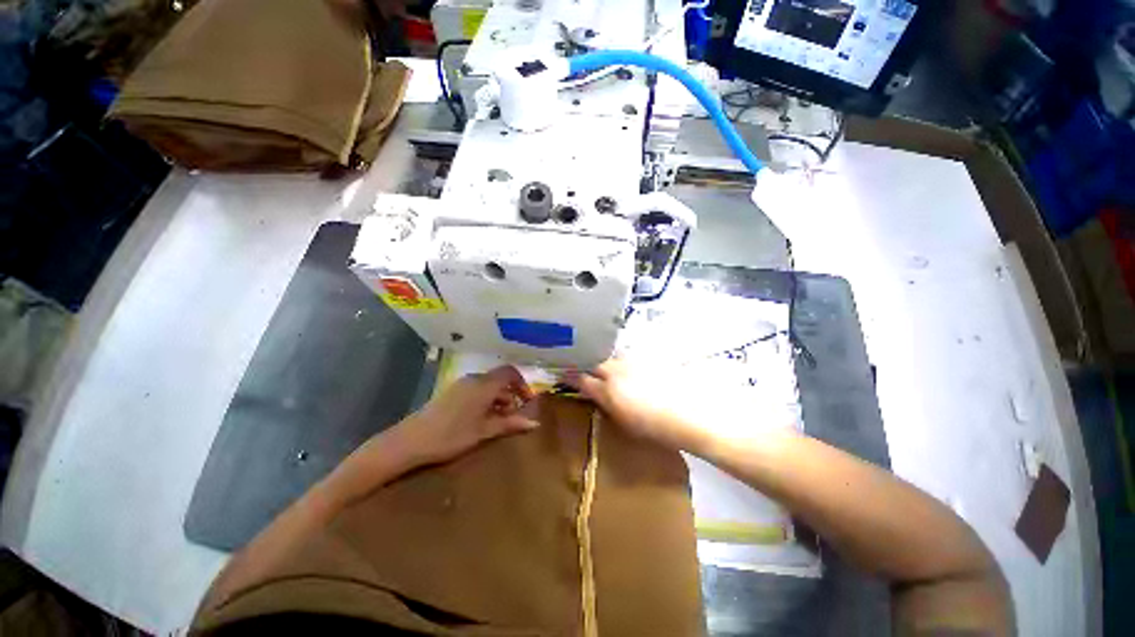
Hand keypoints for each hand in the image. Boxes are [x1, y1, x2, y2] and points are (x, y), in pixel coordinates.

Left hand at [390, 366, 539, 465]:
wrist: (410, 441)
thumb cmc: (451, 435)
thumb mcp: (484, 431)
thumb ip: (510, 424)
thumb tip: (535, 423)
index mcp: (484, 385)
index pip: (510, 373)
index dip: (522, 384)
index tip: (527, 401)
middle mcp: (474, 379)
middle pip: (499, 379)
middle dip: (511, 394)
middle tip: (514, 415)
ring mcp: (461, 384)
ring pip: (488, 385)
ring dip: (498, 398)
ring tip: (500, 420)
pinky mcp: (452, 392)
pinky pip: (477, 389)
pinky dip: (486, 400)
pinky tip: (482, 418)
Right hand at [561, 359, 709, 452]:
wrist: (689, 414)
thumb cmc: (653, 427)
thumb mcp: (622, 421)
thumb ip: (603, 402)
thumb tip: (590, 391)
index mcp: (608, 390)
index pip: (581, 378)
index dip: (569, 375)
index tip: (561, 373)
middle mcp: (616, 370)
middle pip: (593, 361)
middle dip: (584, 362)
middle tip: (578, 365)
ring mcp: (631, 361)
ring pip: (609, 356)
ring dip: (602, 360)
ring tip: (600, 365)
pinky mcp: (646, 358)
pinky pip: (625, 355)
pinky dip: (619, 360)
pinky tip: (623, 366)